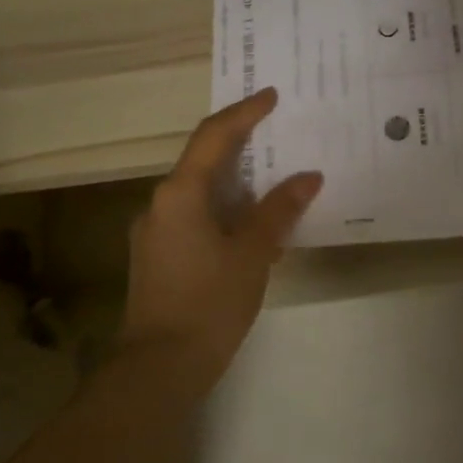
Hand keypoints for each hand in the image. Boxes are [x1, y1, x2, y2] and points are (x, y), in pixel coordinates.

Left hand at [116, 89, 322, 381]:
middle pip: (204, 162)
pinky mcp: (158, 257)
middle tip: (280, 137)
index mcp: (180, 194)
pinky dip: (227, 215)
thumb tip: (307, 177)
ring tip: (277, 189)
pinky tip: (255, 235)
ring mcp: (155, 231)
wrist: (159, 367)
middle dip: (243, 149)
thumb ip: (279, 211)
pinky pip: (196, 220)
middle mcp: (160, 204)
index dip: (244, 113)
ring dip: (238, 187)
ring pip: (201, 194)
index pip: (214, 137)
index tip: (271, 96)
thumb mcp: (253, 254)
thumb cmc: (209, 303)